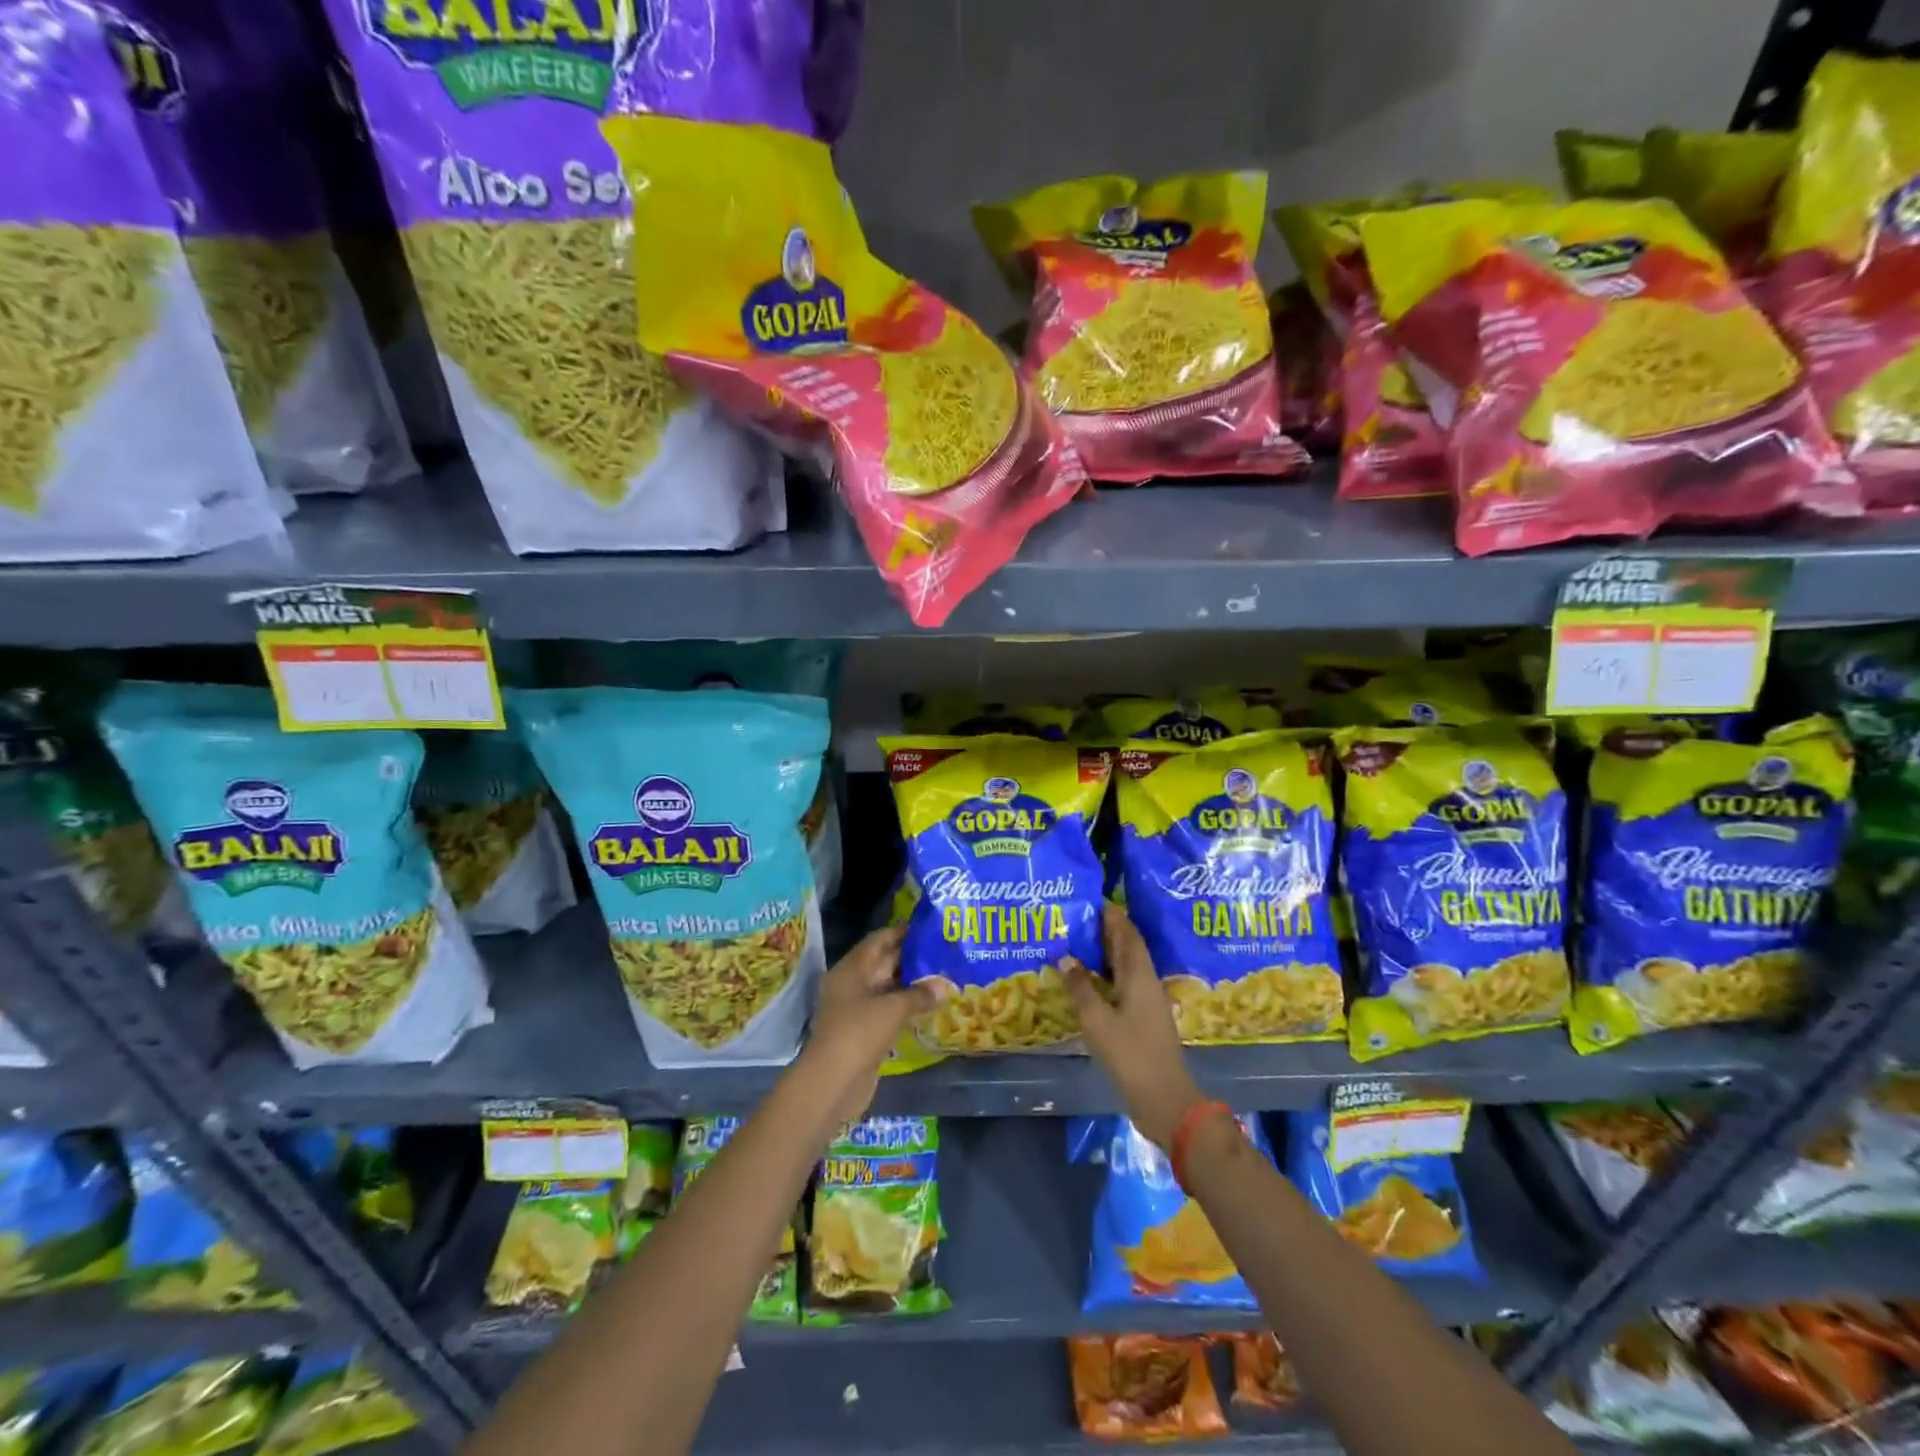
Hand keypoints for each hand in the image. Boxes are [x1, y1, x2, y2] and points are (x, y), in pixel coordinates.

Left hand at [798, 925, 943, 1126]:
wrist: (832, 1082)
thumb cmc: (859, 1033)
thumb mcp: (893, 1009)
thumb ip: (920, 994)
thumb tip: (944, 984)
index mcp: (851, 969)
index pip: (879, 940)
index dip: (903, 932)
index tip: (930, 929)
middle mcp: (852, 984)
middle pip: (884, 963)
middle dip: (912, 958)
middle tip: (944, 952)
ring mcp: (856, 1009)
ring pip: (888, 988)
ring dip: (912, 985)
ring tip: (944, 977)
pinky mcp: (863, 1032)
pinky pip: (888, 1011)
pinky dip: (906, 1007)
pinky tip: (930, 1006)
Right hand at [1062, 904, 1204, 1150]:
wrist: (1164, 1097)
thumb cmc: (1130, 1053)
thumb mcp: (1097, 1019)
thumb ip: (1080, 987)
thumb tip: (1066, 957)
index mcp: (1139, 974)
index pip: (1127, 934)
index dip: (1113, 916)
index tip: (1094, 900)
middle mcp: (1146, 981)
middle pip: (1127, 948)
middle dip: (1108, 931)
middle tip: (1080, 918)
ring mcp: (1147, 1001)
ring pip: (1126, 967)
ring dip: (1107, 953)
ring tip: (1080, 942)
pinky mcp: (1143, 1019)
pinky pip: (1124, 985)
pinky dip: (1107, 975)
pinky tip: (1089, 980)